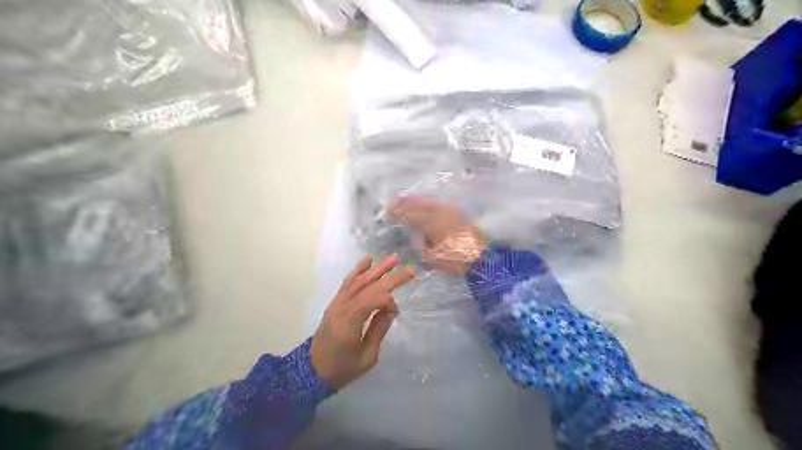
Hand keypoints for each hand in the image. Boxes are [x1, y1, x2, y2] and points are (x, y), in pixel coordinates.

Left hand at [311, 254, 415, 387]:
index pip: (372, 301)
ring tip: (393, 258)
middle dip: (390, 277)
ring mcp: (337, 303)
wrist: (313, 371)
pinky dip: (358, 270)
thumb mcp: (367, 357)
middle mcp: (342, 308)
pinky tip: (368, 260)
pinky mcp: (335, 302)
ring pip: (358, 281)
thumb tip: (391, 310)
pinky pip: (347, 282)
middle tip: (409, 268)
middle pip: (368, 287)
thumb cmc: (342, 368)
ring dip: (377, 269)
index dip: (388, 301)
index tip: (396, 311)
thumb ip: (379, 330)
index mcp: (349, 324)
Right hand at [391, 196, 487, 273]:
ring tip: (406, 200)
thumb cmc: (459, 260)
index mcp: (433, 224)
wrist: (485, 257)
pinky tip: (425, 203)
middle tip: (393, 203)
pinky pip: (439, 204)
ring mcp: (451, 211)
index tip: (388, 211)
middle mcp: (441, 213)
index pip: (412, 215)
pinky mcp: (458, 213)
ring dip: (416, 201)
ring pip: (429, 202)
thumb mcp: (436, 258)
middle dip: (405, 203)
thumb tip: (417, 239)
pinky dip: (429, 203)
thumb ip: (423, 247)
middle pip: (419, 205)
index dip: (399, 213)